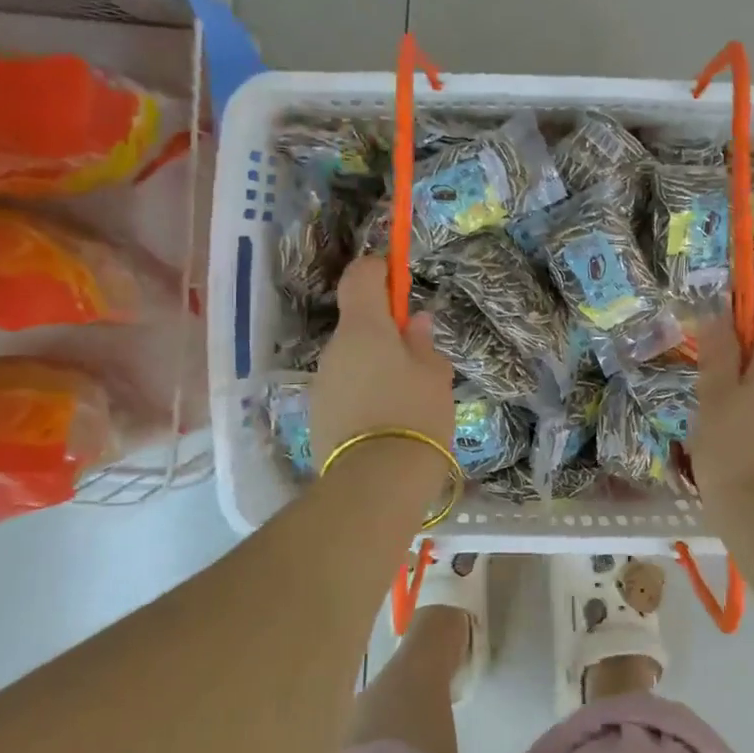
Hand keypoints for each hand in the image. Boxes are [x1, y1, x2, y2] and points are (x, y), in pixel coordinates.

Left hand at [309, 256, 455, 468]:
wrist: (375, 483)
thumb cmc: (415, 415)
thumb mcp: (435, 376)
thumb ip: (423, 344)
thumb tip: (415, 323)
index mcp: (364, 329)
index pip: (360, 277)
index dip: (378, 270)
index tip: (398, 278)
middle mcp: (335, 349)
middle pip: (357, 324)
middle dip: (385, 331)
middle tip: (418, 355)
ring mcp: (322, 383)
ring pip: (352, 360)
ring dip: (375, 365)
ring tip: (407, 397)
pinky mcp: (318, 415)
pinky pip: (345, 390)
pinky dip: (364, 393)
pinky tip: (387, 421)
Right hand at [691, 309, 753, 504]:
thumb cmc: (733, 446)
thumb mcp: (714, 394)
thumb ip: (718, 353)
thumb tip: (719, 317)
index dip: (742, 324)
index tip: (713, 347)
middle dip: (743, 361)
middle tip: (709, 386)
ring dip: (750, 390)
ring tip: (719, 417)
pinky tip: (737, 440)